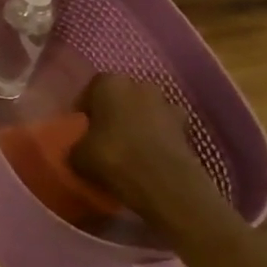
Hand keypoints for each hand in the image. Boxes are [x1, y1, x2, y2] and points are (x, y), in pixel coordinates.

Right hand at [72, 73, 216, 221]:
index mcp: (109, 83)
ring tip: (131, 150)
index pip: (92, 89)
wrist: (165, 184)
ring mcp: (168, 106)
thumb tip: (80, 149)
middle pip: (123, 97)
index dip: (87, 109)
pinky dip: (159, 141)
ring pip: (147, 112)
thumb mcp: (78, 155)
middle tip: (106, 136)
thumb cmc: (113, 157)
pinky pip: (166, 131)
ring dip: (140, 125)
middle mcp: (140, 86)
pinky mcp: (188, 130)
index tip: (83, 128)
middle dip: (116, 112)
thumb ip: (78, 144)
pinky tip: (150, 160)